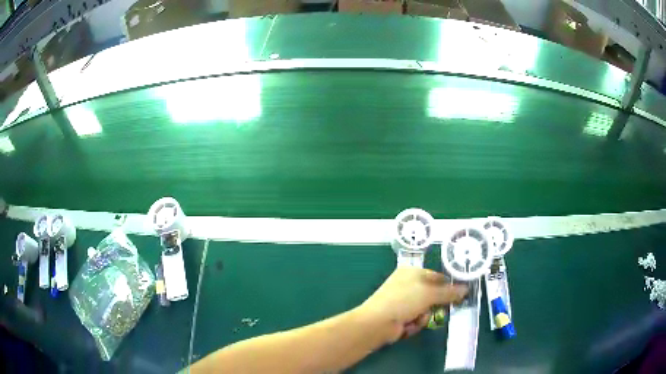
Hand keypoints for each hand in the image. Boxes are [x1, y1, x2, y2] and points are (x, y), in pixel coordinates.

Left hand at [357, 267, 467, 343]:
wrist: (378, 323)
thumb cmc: (403, 301)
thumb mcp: (429, 294)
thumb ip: (449, 292)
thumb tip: (466, 289)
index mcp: (411, 272)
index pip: (437, 276)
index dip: (448, 285)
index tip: (460, 295)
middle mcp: (407, 285)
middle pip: (432, 295)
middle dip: (433, 306)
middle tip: (436, 310)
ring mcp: (403, 302)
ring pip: (426, 310)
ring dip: (423, 317)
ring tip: (415, 319)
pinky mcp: (400, 317)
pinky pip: (416, 320)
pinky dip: (414, 324)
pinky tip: (407, 326)